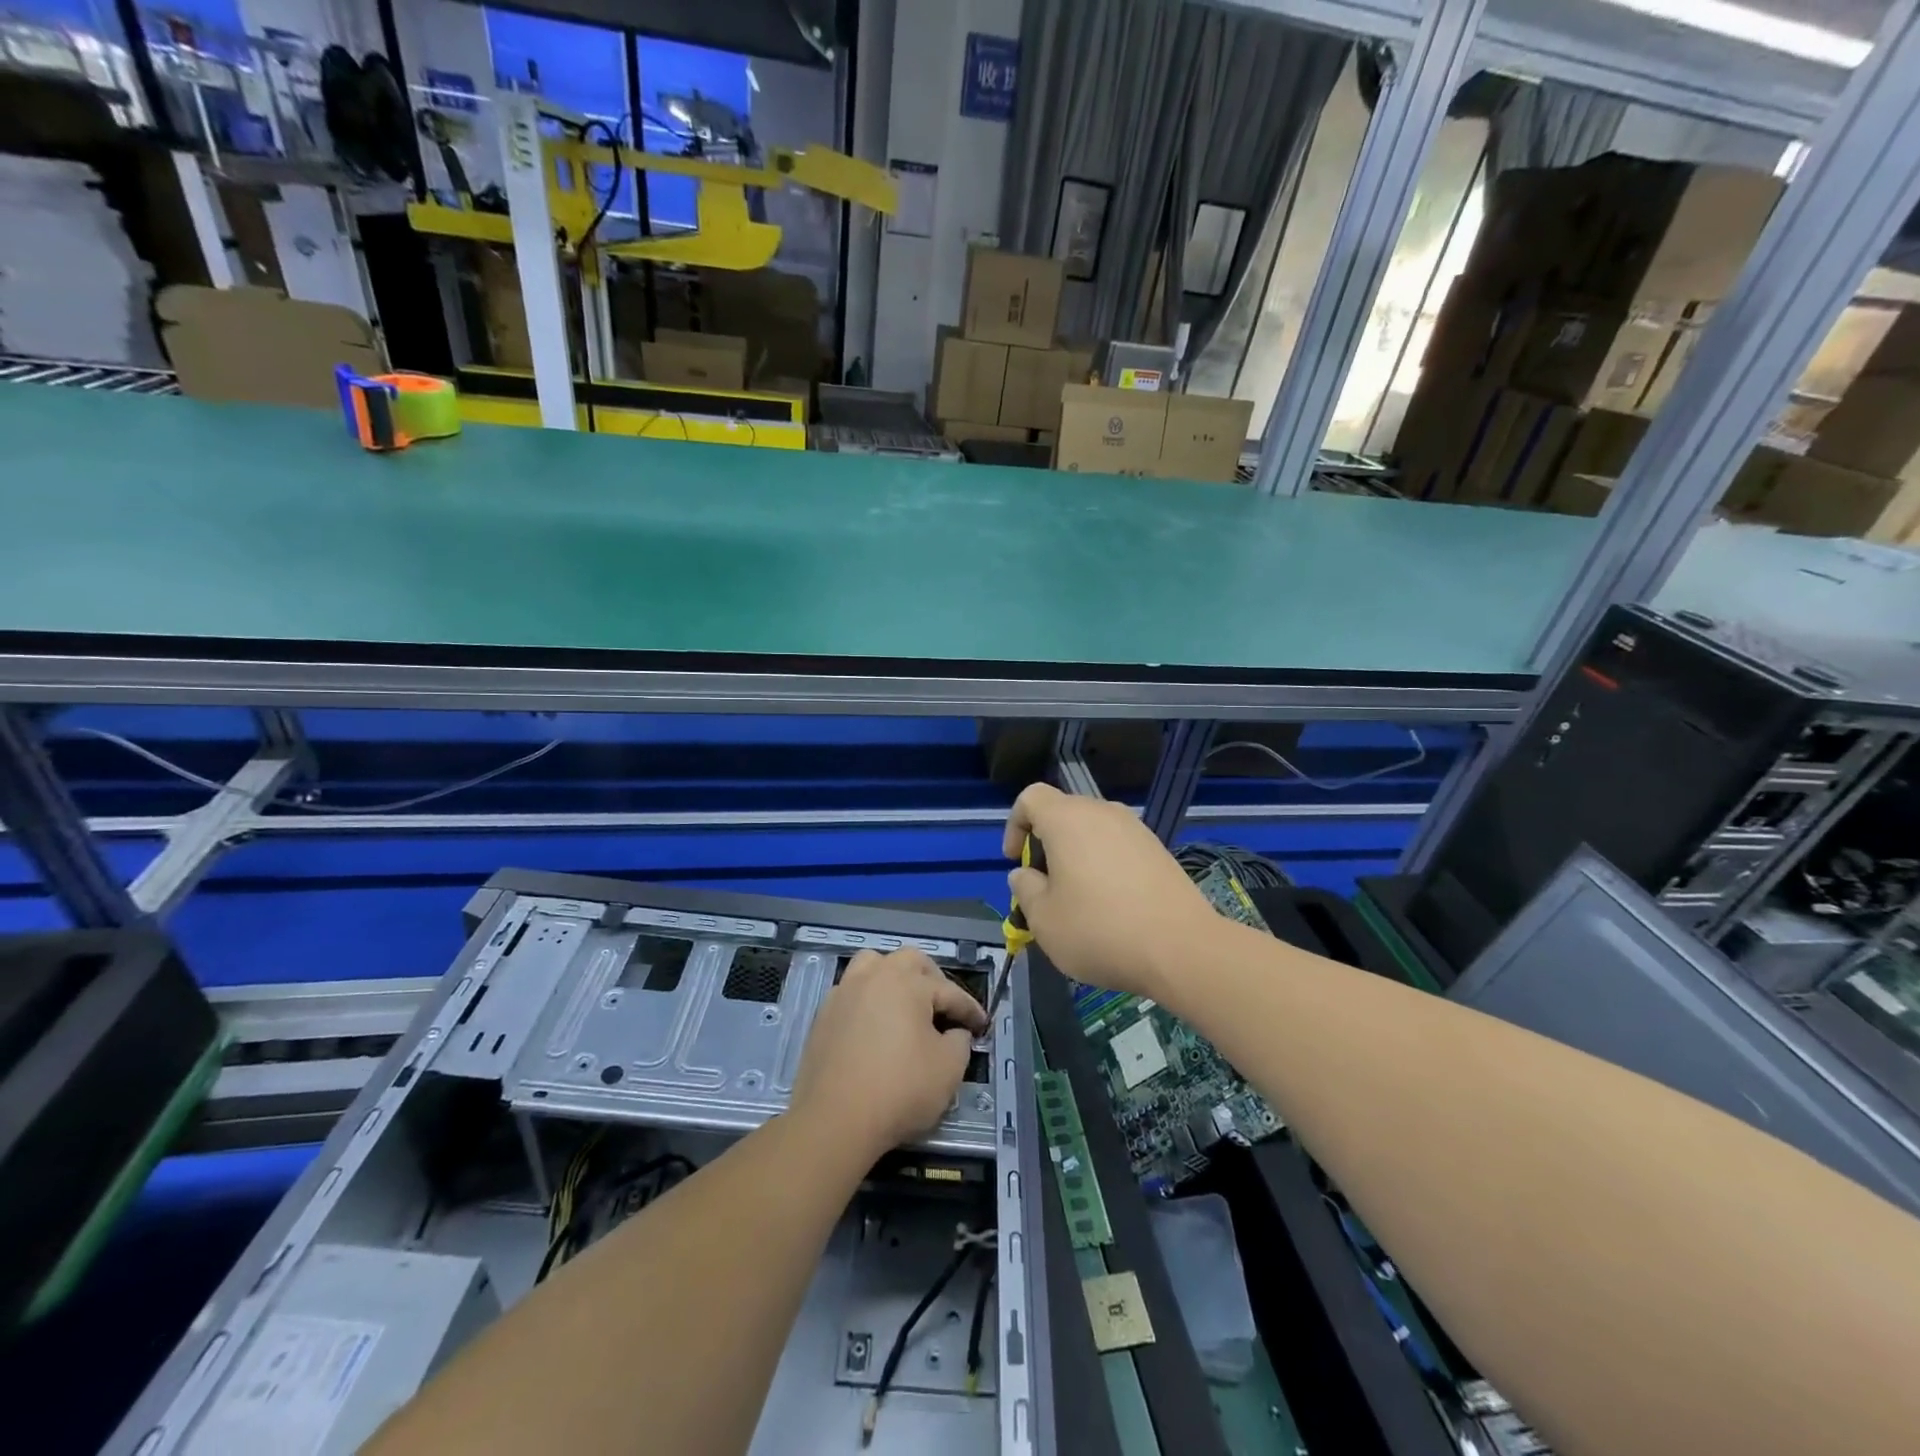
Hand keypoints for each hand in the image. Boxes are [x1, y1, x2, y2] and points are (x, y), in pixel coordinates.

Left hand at [790, 948, 986, 1161]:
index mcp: (908, 983)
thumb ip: (960, 1041)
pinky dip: (869, 997)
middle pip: (910, 961)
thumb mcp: (948, 1070)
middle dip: (933, 979)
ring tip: (905, 1002)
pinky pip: (852, 990)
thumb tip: (955, 1031)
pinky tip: (875, 1022)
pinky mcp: (823, 1014)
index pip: (949, 991)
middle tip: (944, 1007)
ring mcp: (845, 992)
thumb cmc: (899, 1090)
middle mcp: (875, 976)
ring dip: (894, 976)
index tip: (982, 1025)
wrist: (834, 1119)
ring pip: (873, 964)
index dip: (970, 1010)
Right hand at [1004, 783, 1217, 997]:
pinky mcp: (1158, 850)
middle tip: (1045, 888)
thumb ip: (1025, 889)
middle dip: (1046, 845)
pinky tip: (1112, 906)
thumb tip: (1026, 874)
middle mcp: (1103, 812)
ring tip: (1079, 901)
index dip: (1015, 825)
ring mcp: (1136, 829)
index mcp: (1067, 819)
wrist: (1182, 949)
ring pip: (1092, 831)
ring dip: (1077, 857)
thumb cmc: (1099, 930)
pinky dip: (1105, 866)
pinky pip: (1118, 847)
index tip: (1017, 862)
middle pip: (1063, 813)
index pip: (1031, 797)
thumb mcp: (1043, 920)